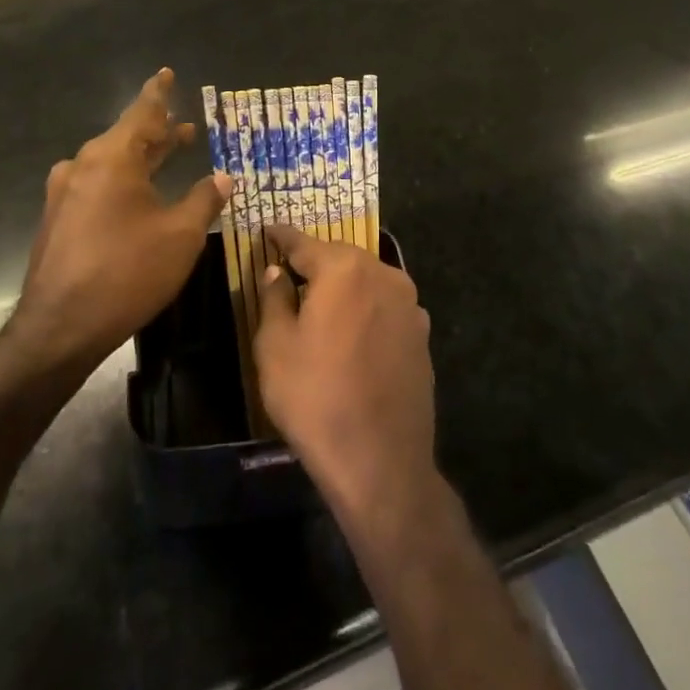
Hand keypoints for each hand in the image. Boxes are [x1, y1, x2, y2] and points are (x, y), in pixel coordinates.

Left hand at [6, 69, 229, 376]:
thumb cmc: (127, 273)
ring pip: (112, 163)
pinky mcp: (58, 219)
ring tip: (168, 156)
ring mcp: (65, 193)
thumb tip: (223, 177)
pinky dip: (123, 180)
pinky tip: (139, 197)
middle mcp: (84, 166)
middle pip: (127, 137)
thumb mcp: (180, 235)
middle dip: (158, 133)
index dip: (159, 94)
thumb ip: (204, 199)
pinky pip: (97, 184)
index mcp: (113, 158)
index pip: (142, 113)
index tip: (166, 73)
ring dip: (142, 158)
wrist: (58, 328)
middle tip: (185, 128)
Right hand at [255, 225, 437, 527]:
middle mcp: (383, 274)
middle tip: (289, 268)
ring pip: (366, 280)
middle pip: (340, 258)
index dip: (281, 237)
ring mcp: (409, 304)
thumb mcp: (275, 347)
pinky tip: (352, 331)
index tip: (267, 229)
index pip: (303, 243)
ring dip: (343, 285)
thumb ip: (274, 298)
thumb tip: (276, 271)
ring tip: (320, 300)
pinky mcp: (422, 334)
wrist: (381, 460)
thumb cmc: (316, 398)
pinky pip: (385, 306)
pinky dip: (365, 308)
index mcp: (344, 269)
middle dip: (315, 260)